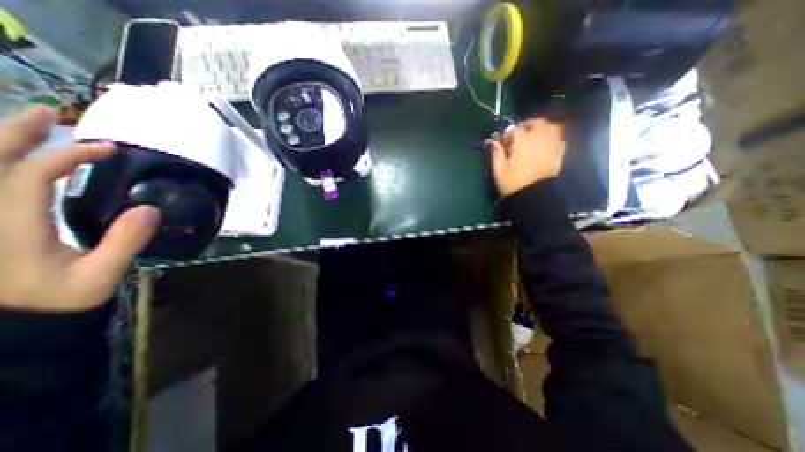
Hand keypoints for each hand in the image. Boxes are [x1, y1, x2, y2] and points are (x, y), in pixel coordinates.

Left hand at [1, 106, 159, 311]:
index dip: (67, 156)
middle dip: (13, 133)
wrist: (8, 326)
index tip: (107, 148)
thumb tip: (150, 208)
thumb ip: (125, 242)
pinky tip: (12, 160)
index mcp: (9, 226)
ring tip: (30, 125)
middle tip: (47, 114)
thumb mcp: (100, 275)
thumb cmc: (56, 301)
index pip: (29, 176)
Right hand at [490, 118, 563, 196]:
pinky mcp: (558, 154)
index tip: (504, 143)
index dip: (508, 134)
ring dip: (543, 128)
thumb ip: (496, 154)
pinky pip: (560, 139)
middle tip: (521, 133)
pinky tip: (546, 143)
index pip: (516, 129)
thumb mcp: (499, 170)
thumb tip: (494, 142)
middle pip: (537, 123)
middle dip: (528, 125)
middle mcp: (539, 140)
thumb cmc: (513, 184)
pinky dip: (554, 137)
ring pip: (552, 127)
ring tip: (535, 135)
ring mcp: (551, 146)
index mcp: (522, 143)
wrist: (532, 197)